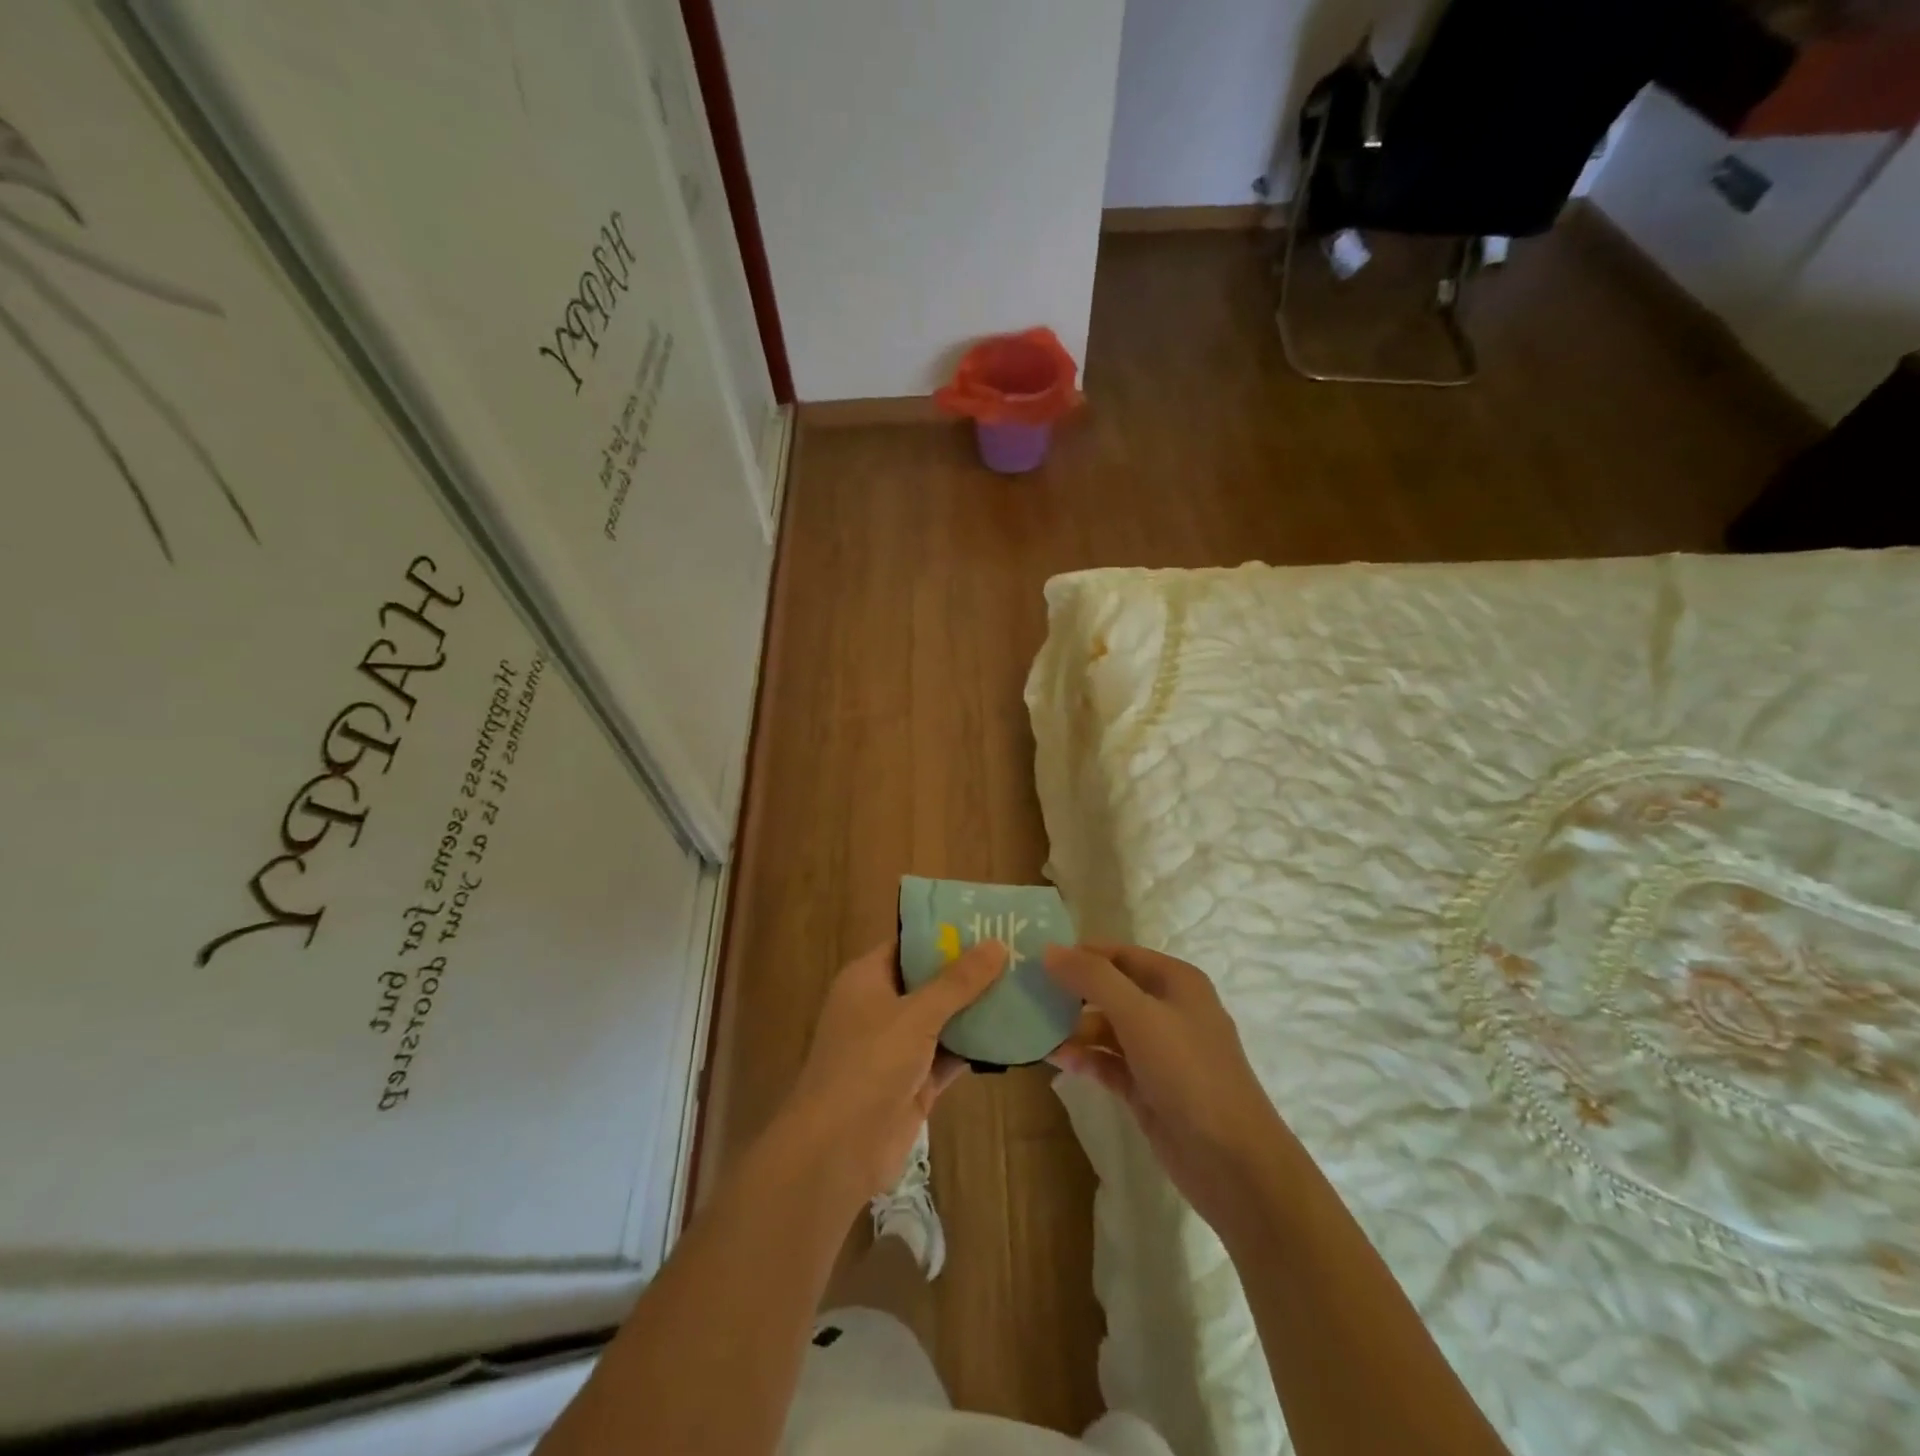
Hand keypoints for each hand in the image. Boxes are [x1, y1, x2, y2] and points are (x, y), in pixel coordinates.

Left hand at [783, 939, 1006, 1200]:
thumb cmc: (868, 1065)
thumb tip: (997, 943)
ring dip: (977, 1009)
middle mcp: (881, 1007)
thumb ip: (958, 982)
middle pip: (930, 980)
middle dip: (969, 971)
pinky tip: (1014, 1033)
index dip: (945, 933)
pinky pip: (950, 1055)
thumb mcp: (916, 1015)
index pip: (909, 944)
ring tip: (1024, 984)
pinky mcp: (915, 1082)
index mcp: (867, 979)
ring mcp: (898, 1047)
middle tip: (1017, 951)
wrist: (838, 1151)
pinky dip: (976, 1046)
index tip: (988, 921)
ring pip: (944, 1019)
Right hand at [1045, 943, 1287, 1235]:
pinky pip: (1109, 1062)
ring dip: (1073, 1028)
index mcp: (1175, 982)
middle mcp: (1168, 1010)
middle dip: (1072, 991)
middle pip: (1111, 989)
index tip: (1036, 960)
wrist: (1233, 1163)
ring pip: (1107, 1027)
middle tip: (1027, 994)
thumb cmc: (1188, 1073)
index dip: (1080, 954)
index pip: (1119, 954)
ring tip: (1033, 1029)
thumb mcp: (1139, 1015)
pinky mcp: (1148, 1088)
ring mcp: (1159, 1052)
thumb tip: (1049, 950)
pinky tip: (1054, 1059)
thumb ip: (1093, 978)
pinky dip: (1085, 1058)